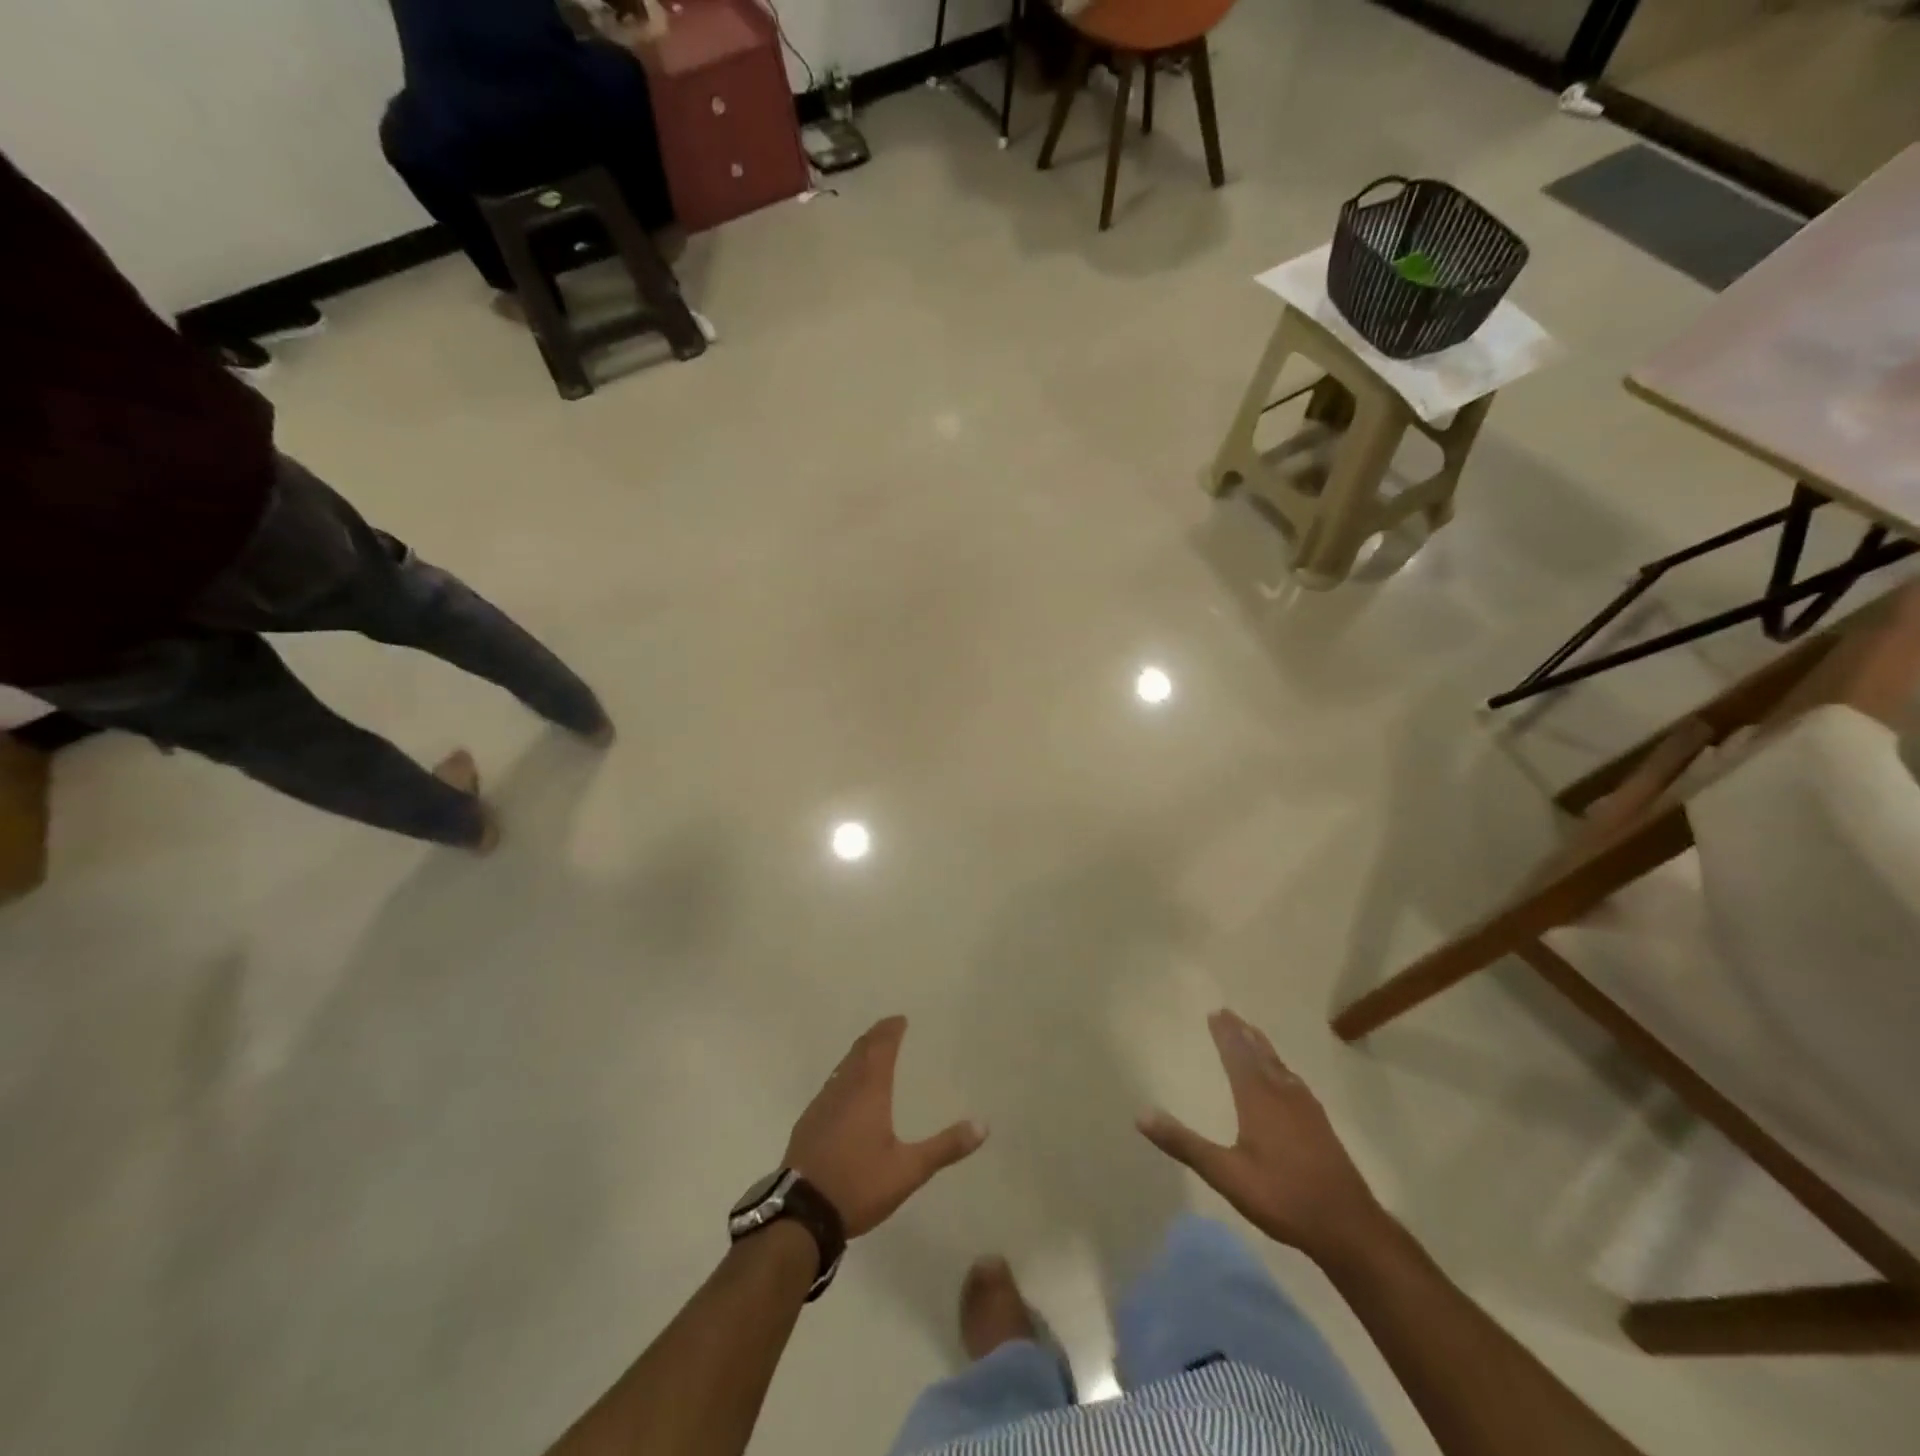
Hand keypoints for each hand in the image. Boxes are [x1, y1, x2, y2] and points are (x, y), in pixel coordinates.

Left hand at [785, 1016, 986, 1238]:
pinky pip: (830, 1087)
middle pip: (859, 1052)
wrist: (801, 1214)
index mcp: (868, 1092)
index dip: (890, 1030)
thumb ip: (945, 1147)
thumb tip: (983, 1125)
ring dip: (858, 1055)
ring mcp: (821, 1105)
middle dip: (874, 1037)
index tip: (900, 1019)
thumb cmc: (858, 1185)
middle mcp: (843, 1089)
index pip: (880, 1048)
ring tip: (871, 1055)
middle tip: (888, 1029)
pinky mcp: (807, 1123)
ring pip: (842, 1068)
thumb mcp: (908, 1171)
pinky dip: (844, 1077)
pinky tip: (846, 1094)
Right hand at [1140, 1010, 1385, 1263]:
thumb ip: (1185, 1144)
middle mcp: (1283, 1094)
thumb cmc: (1283, 1197)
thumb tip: (1141, 1115)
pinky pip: (1294, 1081)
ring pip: (1280, 1066)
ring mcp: (1306, 1108)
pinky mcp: (1320, 1125)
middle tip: (1229, 1014)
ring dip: (1262, 1047)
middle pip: (1260, 1054)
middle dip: (1242, 1034)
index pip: (1237, 1055)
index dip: (1225, 1034)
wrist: (1349, 1226)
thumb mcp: (1226, 1174)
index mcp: (1258, 1098)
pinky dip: (1281, 1068)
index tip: (1215, 1012)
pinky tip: (1286, 1078)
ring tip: (1252, 1035)